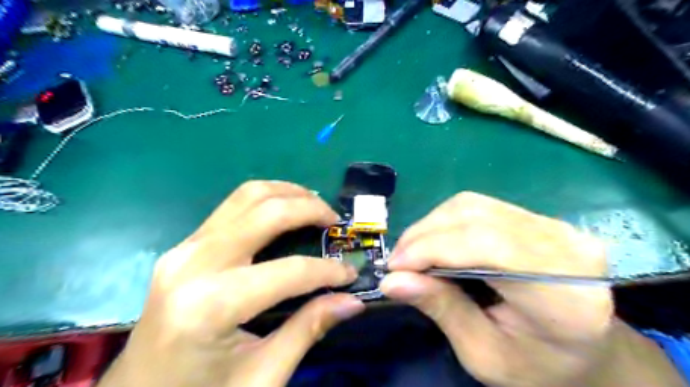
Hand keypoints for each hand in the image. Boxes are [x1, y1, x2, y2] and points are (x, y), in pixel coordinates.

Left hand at [99, 179, 365, 386]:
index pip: (289, 271)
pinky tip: (284, 210)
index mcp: (212, 305)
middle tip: (335, 221)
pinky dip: (266, 200)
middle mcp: (195, 264)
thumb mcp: (262, 375)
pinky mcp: (184, 246)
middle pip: (266, 212)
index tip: (351, 274)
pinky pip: (232, 207)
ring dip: (288, 193)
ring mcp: (184, 248)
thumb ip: (308, 329)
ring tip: (314, 205)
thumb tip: (352, 301)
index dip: (328, 270)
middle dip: (310, 209)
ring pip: (246, 196)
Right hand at [380, 193, 686, 386]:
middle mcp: (565, 246)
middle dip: (424, 236)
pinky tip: (434, 242)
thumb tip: (392, 281)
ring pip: (473, 205)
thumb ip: (441, 309)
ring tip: (411, 253)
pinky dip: (446, 222)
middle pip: (476, 218)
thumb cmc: (537, 365)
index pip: (487, 247)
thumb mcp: (483, 354)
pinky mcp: (538, 219)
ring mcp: (554, 226)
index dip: (433, 249)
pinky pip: (479, 207)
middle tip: (397, 262)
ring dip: (431, 226)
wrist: (586, 350)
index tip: (394, 267)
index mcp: (564, 294)